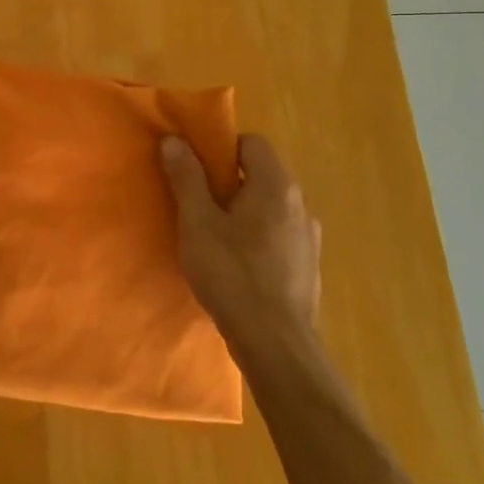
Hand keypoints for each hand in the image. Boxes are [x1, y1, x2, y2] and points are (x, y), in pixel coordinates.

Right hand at [161, 133, 320, 355]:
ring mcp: (309, 237)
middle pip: (262, 174)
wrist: (276, 344)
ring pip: (270, 207)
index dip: (221, 149)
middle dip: (228, 182)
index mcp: (276, 185)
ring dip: (243, 212)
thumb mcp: (197, 222)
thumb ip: (186, 178)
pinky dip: (257, 238)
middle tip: (197, 203)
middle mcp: (300, 204)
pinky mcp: (308, 266)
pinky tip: (236, 265)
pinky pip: (278, 235)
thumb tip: (174, 140)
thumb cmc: (232, 274)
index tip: (196, 169)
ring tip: (213, 236)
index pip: (252, 143)